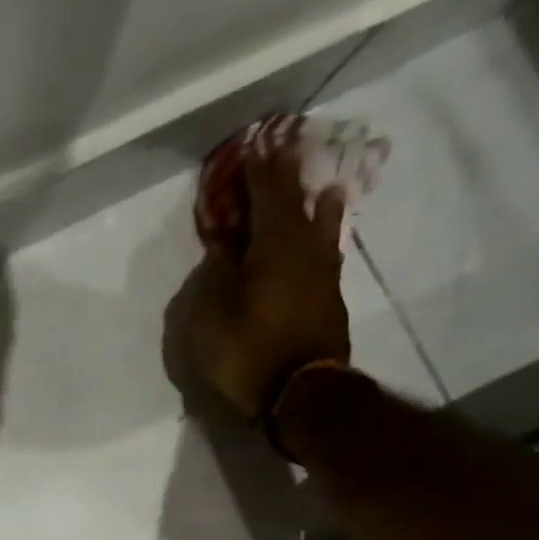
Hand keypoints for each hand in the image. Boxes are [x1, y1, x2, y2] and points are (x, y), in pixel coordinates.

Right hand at [165, 143, 349, 417]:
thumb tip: (225, 250)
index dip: (260, 170)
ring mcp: (322, 273)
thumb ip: (215, 276)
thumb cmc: (247, 352)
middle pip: (298, 202)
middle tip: (283, 152)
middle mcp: (304, 249)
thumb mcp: (210, 316)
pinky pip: (322, 247)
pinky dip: (319, 230)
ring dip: (313, 201)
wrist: (300, 394)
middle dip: (287, 178)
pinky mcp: (328, 296)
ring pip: (319, 224)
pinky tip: (323, 229)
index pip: (268, 194)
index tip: (255, 145)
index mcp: (274, 246)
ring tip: (317, 184)